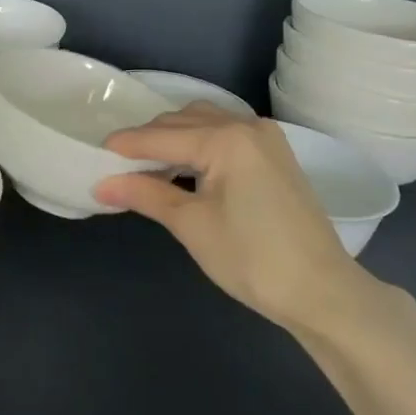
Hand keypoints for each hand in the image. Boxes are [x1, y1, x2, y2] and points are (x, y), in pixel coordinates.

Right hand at [94, 105, 381, 335]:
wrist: (322, 292)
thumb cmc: (251, 259)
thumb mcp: (191, 225)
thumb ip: (145, 195)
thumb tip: (101, 185)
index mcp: (225, 139)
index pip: (160, 136)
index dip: (124, 146)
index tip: (93, 155)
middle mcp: (246, 126)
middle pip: (181, 122)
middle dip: (147, 140)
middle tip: (118, 167)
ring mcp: (265, 138)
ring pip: (204, 122)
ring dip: (173, 138)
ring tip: (149, 168)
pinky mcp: (274, 154)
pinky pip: (224, 133)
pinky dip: (198, 143)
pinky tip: (185, 168)